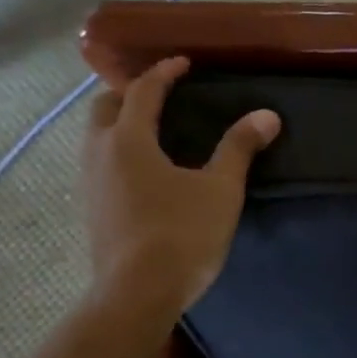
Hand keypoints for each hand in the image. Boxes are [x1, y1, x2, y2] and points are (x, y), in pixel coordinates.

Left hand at [82, 56, 279, 317]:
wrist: (138, 294)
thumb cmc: (181, 234)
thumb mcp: (220, 190)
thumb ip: (239, 149)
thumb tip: (266, 115)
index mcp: (129, 140)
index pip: (143, 91)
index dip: (164, 72)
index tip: (183, 63)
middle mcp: (100, 154)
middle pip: (105, 108)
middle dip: (130, 93)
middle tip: (159, 94)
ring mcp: (90, 184)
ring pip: (96, 137)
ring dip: (119, 123)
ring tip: (150, 130)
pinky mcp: (91, 211)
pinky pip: (99, 165)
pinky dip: (117, 152)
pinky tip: (142, 172)